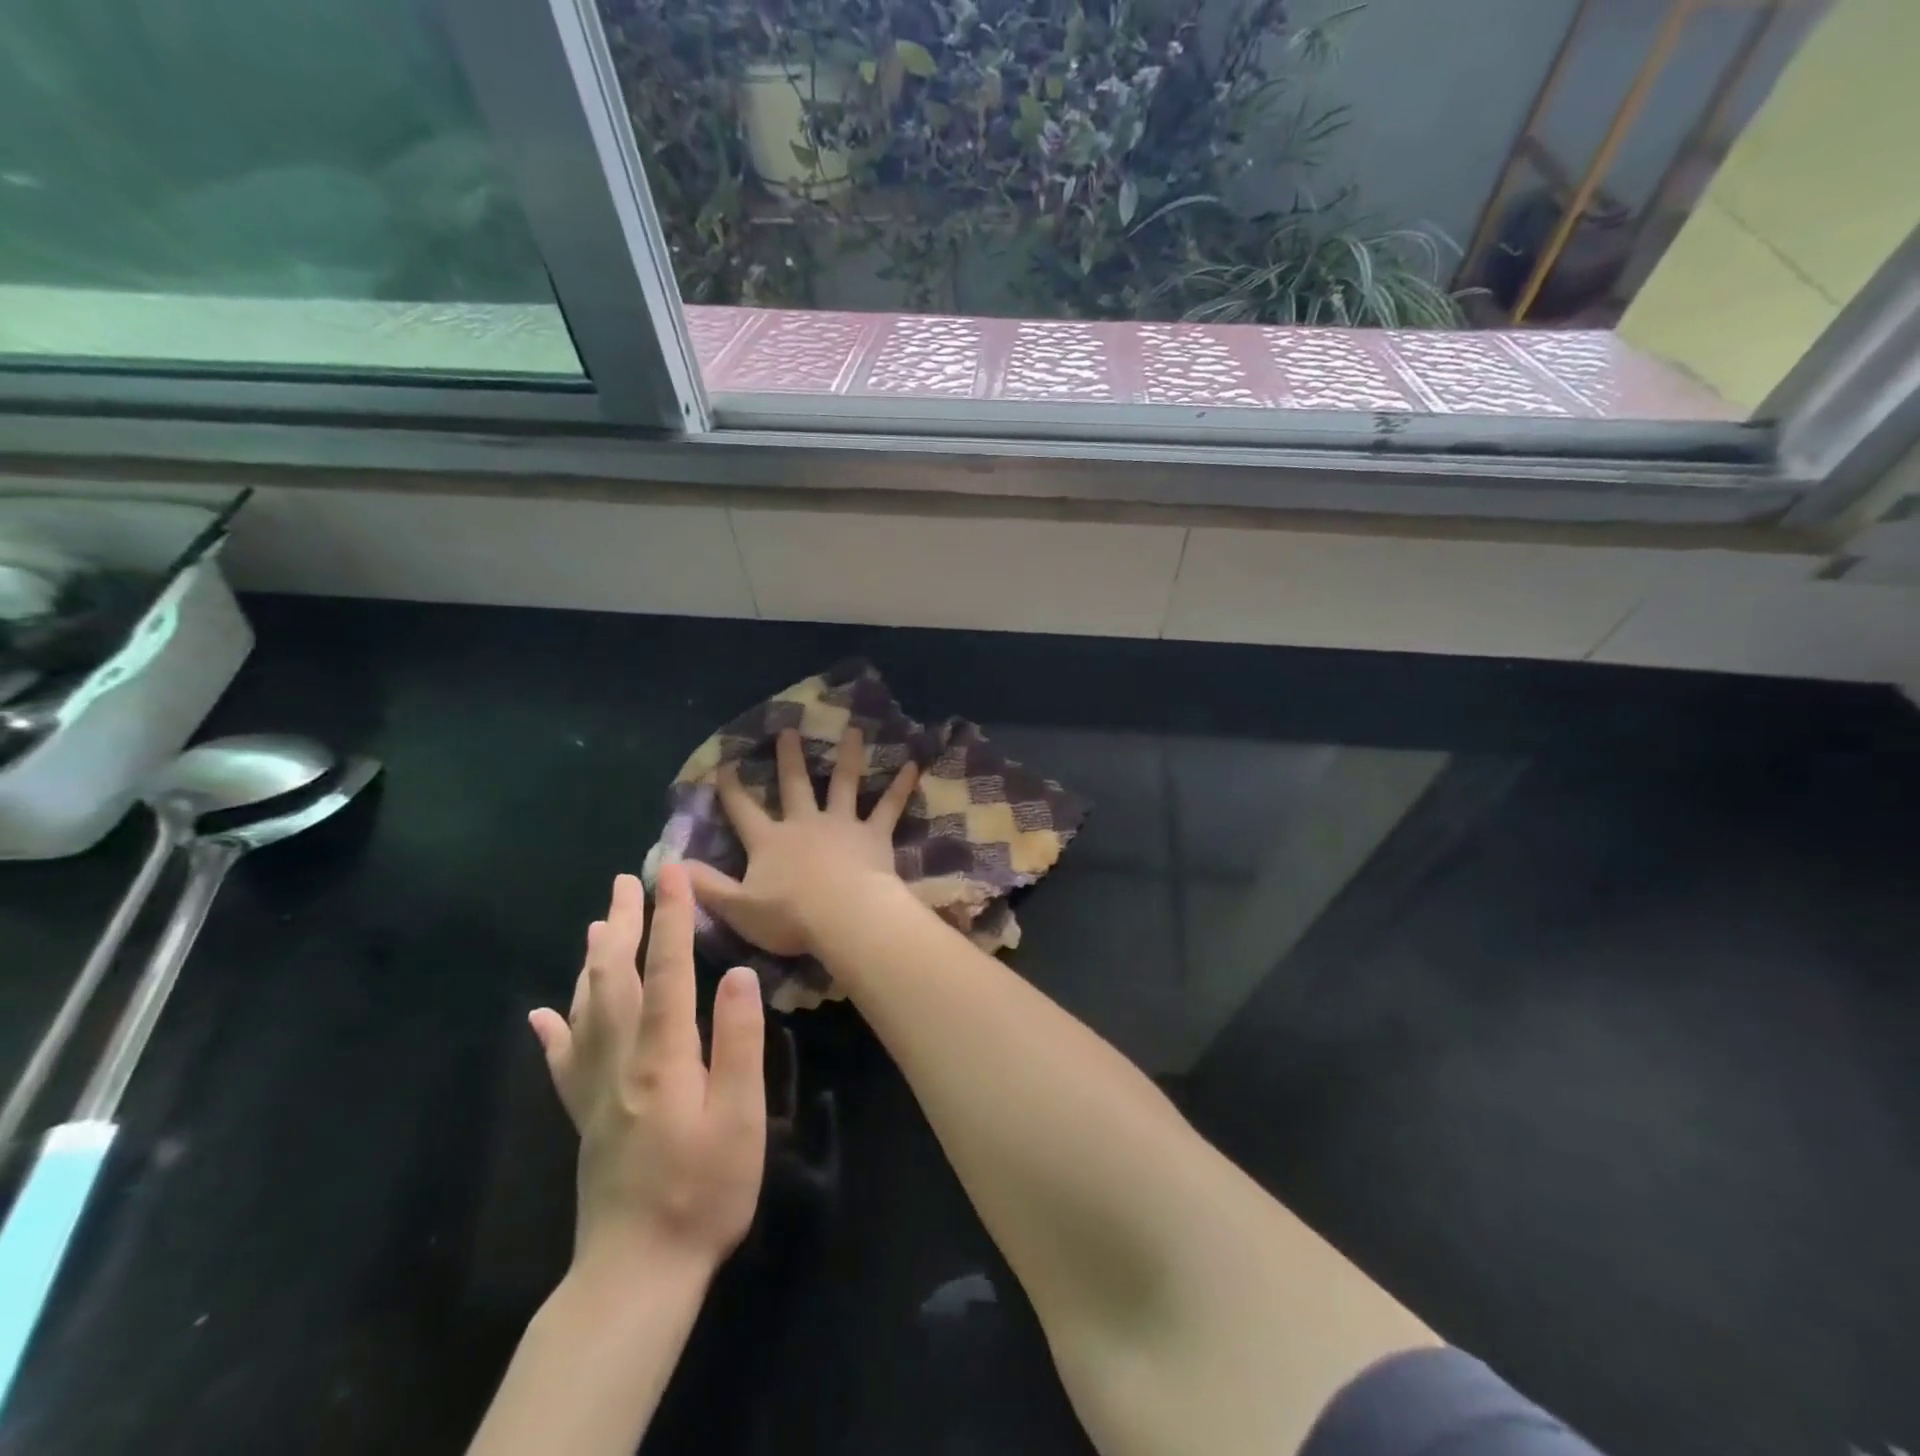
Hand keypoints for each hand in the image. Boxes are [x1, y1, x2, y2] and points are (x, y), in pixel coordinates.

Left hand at [528, 866, 765, 1276]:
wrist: (636, 1274)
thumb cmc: (703, 1192)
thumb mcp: (739, 1119)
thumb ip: (737, 1043)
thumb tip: (737, 974)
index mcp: (663, 1056)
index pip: (667, 971)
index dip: (671, 918)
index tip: (672, 873)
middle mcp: (622, 1061)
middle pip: (618, 979)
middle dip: (626, 925)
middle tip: (626, 881)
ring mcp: (597, 1090)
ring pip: (588, 1010)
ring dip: (595, 961)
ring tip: (598, 923)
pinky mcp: (587, 1118)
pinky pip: (564, 1062)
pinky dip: (555, 1030)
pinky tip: (544, 1013)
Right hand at [686, 727, 917, 957]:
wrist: (842, 917)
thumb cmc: (789, 917)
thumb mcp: (738, 908)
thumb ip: (706, 886)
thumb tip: (671, 866)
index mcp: (770, 841)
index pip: (743, 810)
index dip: (732, 789)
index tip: (726, 764)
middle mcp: (804, 824)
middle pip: (794, 784)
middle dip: (789, 757)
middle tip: (789, 729)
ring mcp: (841, 825)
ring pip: (844, 783)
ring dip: (848, 756)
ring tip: (853, 730)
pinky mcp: (873, 834)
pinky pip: (889, 807)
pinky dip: (901, 786)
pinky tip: (913, 765)